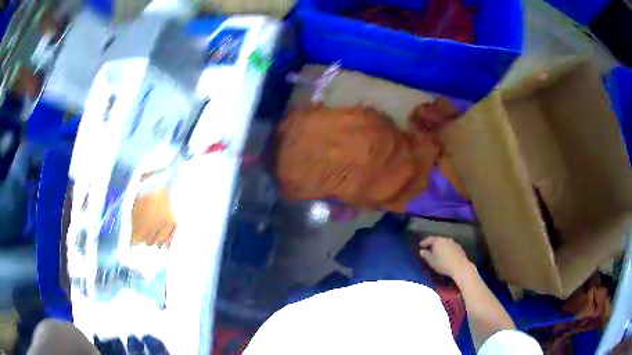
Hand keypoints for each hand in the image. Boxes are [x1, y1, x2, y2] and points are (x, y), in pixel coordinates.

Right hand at [419, 236, 473, 280]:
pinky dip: (446, 249)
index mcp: (438, 241)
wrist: (460, 267)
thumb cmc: (443, 264)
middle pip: (438, 240)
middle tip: (429, 248)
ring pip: (444, 243)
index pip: (429, 239)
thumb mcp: (432, 261)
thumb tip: (422, 251)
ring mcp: (453, 243)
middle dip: (433, 244)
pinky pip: (450, 247)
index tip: (420, 245)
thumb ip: (426, 255)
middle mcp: (446, 239)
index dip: (424, 242)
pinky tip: (446, 255)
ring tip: (437, 252)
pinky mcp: (459, 248)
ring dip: (440, 246)